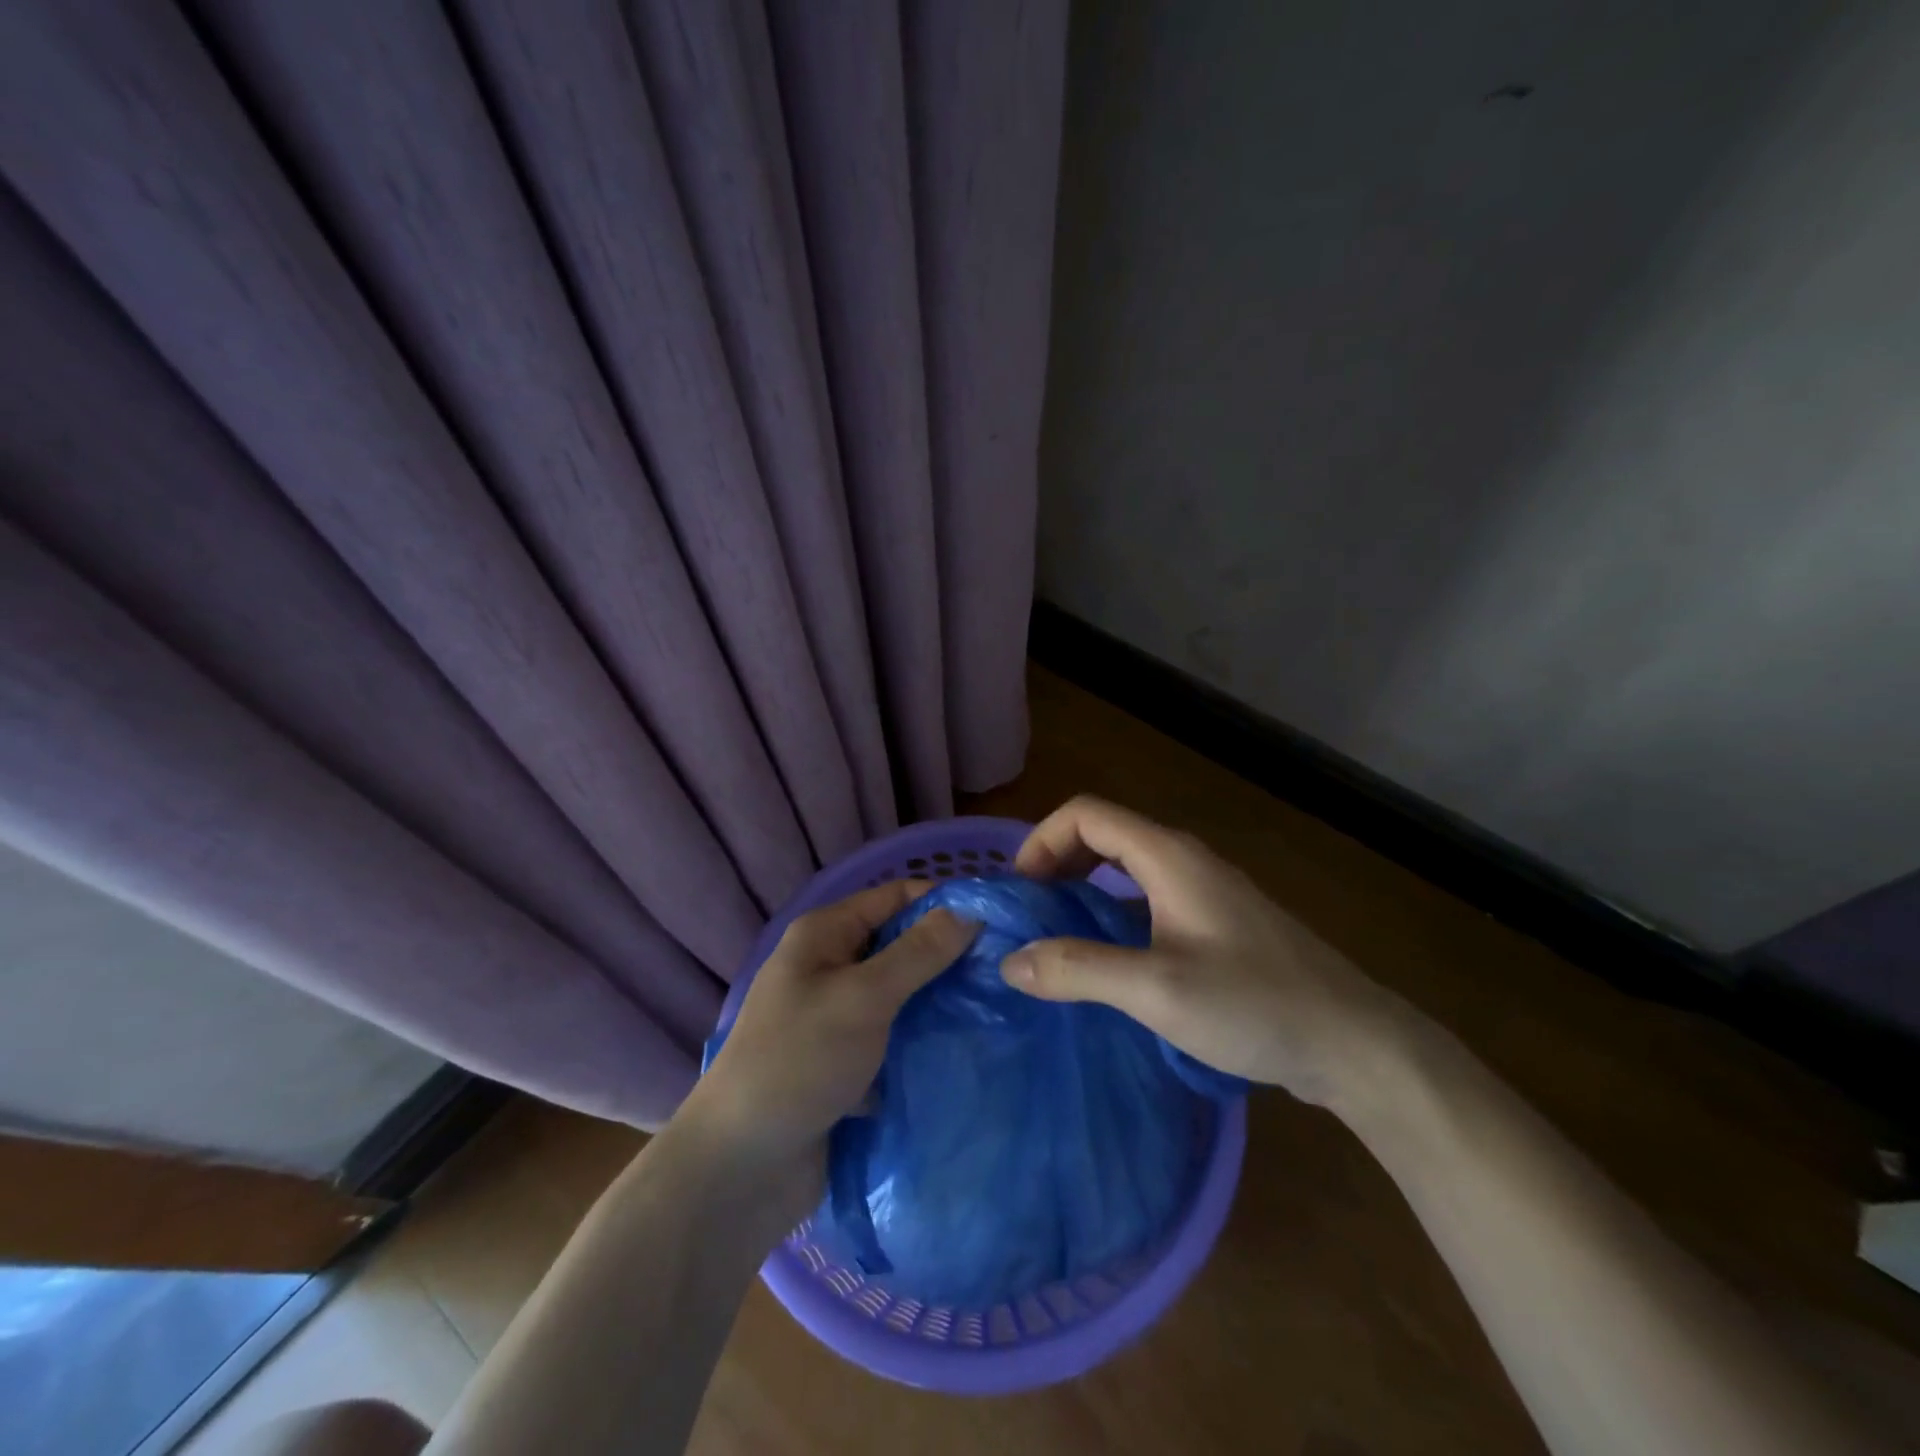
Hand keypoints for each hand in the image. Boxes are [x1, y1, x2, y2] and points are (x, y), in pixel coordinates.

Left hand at [685, 882, 977, 1199]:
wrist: (742, 1170)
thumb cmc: (798, 1063)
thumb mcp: (863, 998)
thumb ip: (919, 953)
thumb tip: (972, 910)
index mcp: (826, 934)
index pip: (897, 897)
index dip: (946, 902)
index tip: (1001, 921)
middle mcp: (832, 965)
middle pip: (902, 943)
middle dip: (950, 953)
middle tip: (1007, 970)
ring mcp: (839, 1015)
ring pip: (903, 992)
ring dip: (942, 998)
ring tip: (998, 1007)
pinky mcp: (849, 1060)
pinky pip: (897, 1034)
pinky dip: (926, 1037)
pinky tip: (969, 1045)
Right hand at [1002, 796, 1401, 1104]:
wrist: (1354, 1042)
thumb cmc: (1255, 1005)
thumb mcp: (1157, 990)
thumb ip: (1079, 970)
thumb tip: (1011, 961)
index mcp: (1168, 857)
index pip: (1086, 814)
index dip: (1042, 840)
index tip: (1019, 891)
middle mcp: (1185, 861)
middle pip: (1104, 835)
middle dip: (1057, 863)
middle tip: (1030, 914)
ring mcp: (1205, 891)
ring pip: (1126, 869)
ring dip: (1083, 889)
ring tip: (1057, 937)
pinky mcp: (1217, 924)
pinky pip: (1148, 899)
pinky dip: (1113, 912)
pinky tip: (1109, 960)